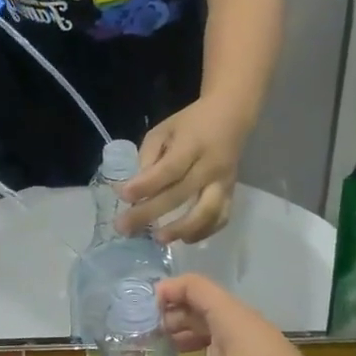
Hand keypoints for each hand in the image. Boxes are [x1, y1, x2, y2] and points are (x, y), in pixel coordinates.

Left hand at [118, 97, 250, 242]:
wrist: (231, 116)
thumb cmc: (190, 123)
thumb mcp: (163, 130)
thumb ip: (148, 157)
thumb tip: (132, 188)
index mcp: (192, 144)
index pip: (168, 169)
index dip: (146, 185)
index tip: (123, 196)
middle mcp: (210, 166)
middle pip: (180, 194)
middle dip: (150, 213)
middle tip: (124, 228)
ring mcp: (224, 182)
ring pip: (207, 212)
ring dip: (182, 229)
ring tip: (158, 239)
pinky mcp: (232, 193)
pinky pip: (221, 218)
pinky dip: (204, 232)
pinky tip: (185, 239)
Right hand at [130, 277, 350, 355]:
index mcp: (230, 318)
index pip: (194, 285)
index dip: (167, 291)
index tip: (143, 311)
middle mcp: (246, 327)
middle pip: (205, 309)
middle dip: (175, 320)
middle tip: (148, 339)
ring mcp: (261, 351)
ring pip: (220, 335)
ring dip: (192, 343)